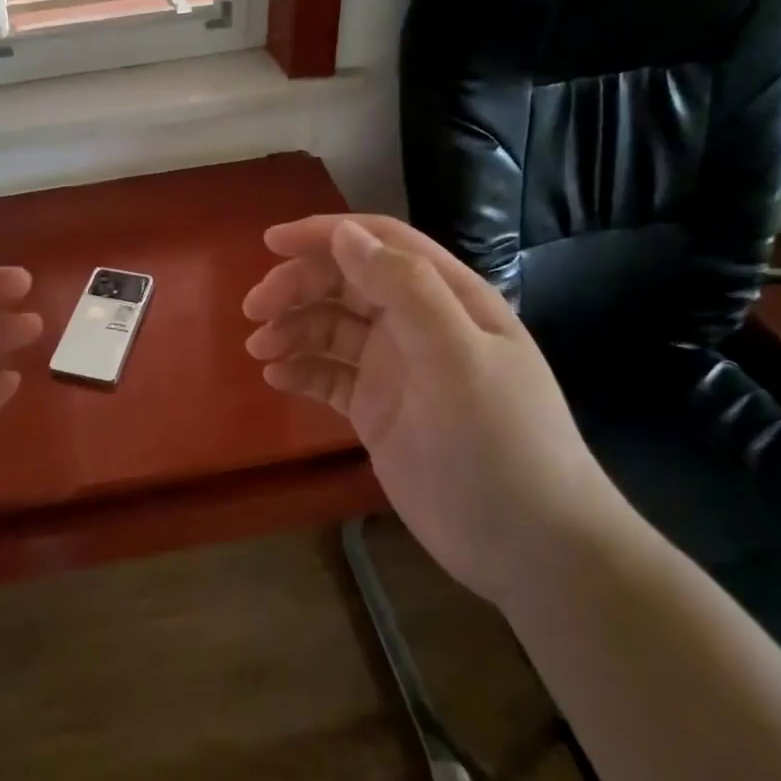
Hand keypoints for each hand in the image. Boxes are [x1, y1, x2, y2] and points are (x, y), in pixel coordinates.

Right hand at [243, 214, 622, 605]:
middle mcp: (417, 324)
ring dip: (292, 330)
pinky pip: (328, 375)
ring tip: (260, 351)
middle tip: (254, 312)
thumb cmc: (499, 441)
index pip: (379, 245)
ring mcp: (395, 368)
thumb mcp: (458, 357)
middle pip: (345, 284)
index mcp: (446, 297)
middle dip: (297, 288)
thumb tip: (345, 235)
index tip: (270, 243)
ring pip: (330, 328)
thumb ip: (405, 289)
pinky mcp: (376, 409)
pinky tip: (277, 378)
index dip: (325, 235)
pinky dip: (301, 370)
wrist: (527, 545)